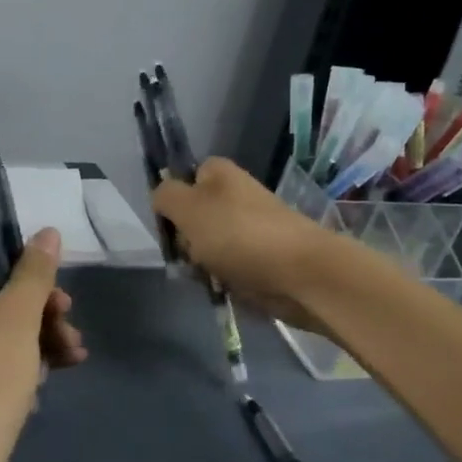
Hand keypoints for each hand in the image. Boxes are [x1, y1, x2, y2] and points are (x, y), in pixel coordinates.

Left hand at [0, 228, 86, 461]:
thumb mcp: (18, 315)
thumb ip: (35, 271)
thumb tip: (47, 232)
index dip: (6, 246)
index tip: (42, 262)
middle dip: (38, 300)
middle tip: (66, 312)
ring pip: (2, 322)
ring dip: (42, 331)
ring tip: (74, 351)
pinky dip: (27, 357)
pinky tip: (61, 370)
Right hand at [150, 158, 340, 331]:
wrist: (300, 273)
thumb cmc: (238, 234)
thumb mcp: (188, 207)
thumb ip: (165, 195)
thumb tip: (161, 197)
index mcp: (219, 173)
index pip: (182, 179)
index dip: (172, 202)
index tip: (171, 224)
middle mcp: (235, 195)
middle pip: (191, 217)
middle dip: (185, 240)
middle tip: (191, 253)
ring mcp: (249, 228)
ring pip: (206, 246)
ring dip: (201, 264)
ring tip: (209, 275)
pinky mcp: (260, 258)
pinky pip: (227, 267)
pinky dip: (222, 279)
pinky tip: (224, 287)